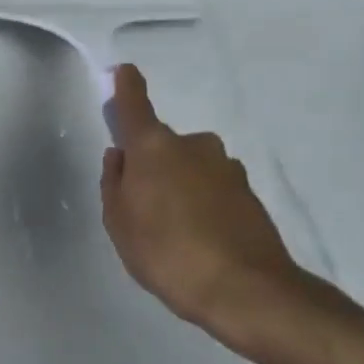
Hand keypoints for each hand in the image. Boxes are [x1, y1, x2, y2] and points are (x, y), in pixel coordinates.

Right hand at [101, 64, 305, 358]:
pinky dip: (202, 204)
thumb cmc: (167, 252)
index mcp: (154, 148)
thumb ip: (114, 183)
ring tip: (172, 231)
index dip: (127, 87)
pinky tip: (199, 240)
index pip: (135, 106)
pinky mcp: (249, 194)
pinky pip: (212, 188)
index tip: (124, 72)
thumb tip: (121, 157)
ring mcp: (227, 168)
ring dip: (179, 186)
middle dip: (150, 165)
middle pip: (162, 146)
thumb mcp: (119, 223)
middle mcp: (193, 146)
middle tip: (141, 206)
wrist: (247, 291)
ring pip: (190, 168)